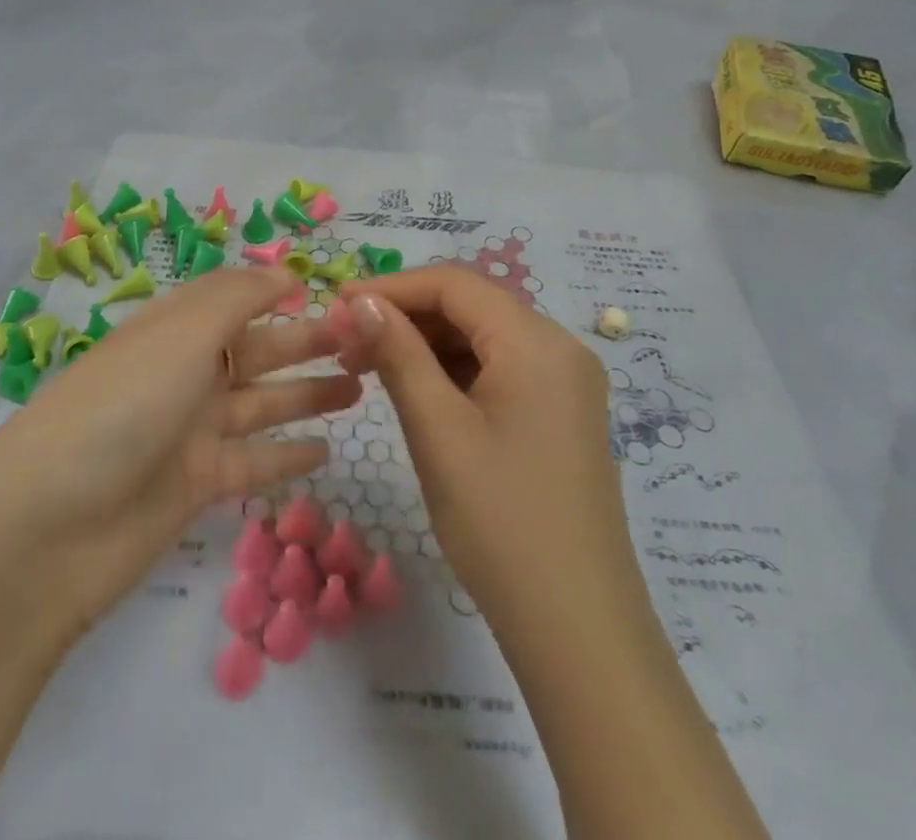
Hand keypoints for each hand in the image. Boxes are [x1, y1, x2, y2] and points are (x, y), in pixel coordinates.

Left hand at [0, 267, 360, 633]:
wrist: (51, 527)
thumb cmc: (124, 404)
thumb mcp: (183, 332)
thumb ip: (240, 297)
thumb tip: (286, 272)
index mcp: (175, 328)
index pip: (232, 298)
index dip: (275, 291)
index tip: (326, 291)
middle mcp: (184, 372)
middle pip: (256, 350)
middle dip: (307, 343)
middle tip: (366, 342)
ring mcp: (190, 430)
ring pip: (262, 403)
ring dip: (307, 394)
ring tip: (359, 387)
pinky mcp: (195, 485)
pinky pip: (253, 461)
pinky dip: (287, 455)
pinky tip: (327, 451)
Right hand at [331, 266, 637, 638]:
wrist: (579, 631)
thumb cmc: (501, 522)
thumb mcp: (438, 430)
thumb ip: (398, 353)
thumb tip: (360, 300)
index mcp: (537, 341)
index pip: (454, 284)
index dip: (391, 287)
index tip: (337, 306)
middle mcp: (560, 347)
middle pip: (471, 306)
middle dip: (406, 316)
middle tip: (346, 343)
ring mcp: (565, 382)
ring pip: (483, 337)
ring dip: (426, 344)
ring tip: (369, 367)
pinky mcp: (561, 413)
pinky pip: (501, 369)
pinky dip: (454, 371)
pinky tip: (416, 390)